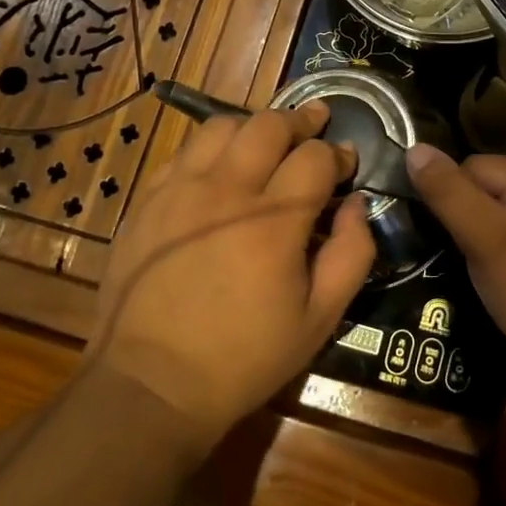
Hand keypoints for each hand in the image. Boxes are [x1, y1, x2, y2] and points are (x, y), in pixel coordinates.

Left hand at [95, 103, 375, 444]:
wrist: (152, 384)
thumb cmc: (245, 357)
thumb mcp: (320, 318)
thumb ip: (352, 253)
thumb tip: (357, 204)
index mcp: (275, 221)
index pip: (315, 157)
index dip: (338, 153)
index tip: (347, 163)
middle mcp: (227, 191)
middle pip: (269, 125)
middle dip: (300, 121)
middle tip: (315, 126)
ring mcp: (180, 190)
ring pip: (222, 125)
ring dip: (254, 127)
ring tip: (267, 142)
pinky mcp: (147, 200)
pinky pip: (184, 151)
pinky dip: (211, 148)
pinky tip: (220, 167)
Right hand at [402, 144, 505, 387]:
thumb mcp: (486, 239)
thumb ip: (450, 194)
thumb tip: (414, 149)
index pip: (476, 165)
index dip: (450, 192)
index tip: (436, 229)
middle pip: (490, 189)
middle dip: (464, 215)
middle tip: (450, 252)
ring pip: (502, 218)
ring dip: (479, 238)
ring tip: (466, 268)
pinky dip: (499, 256)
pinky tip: (493, 282)